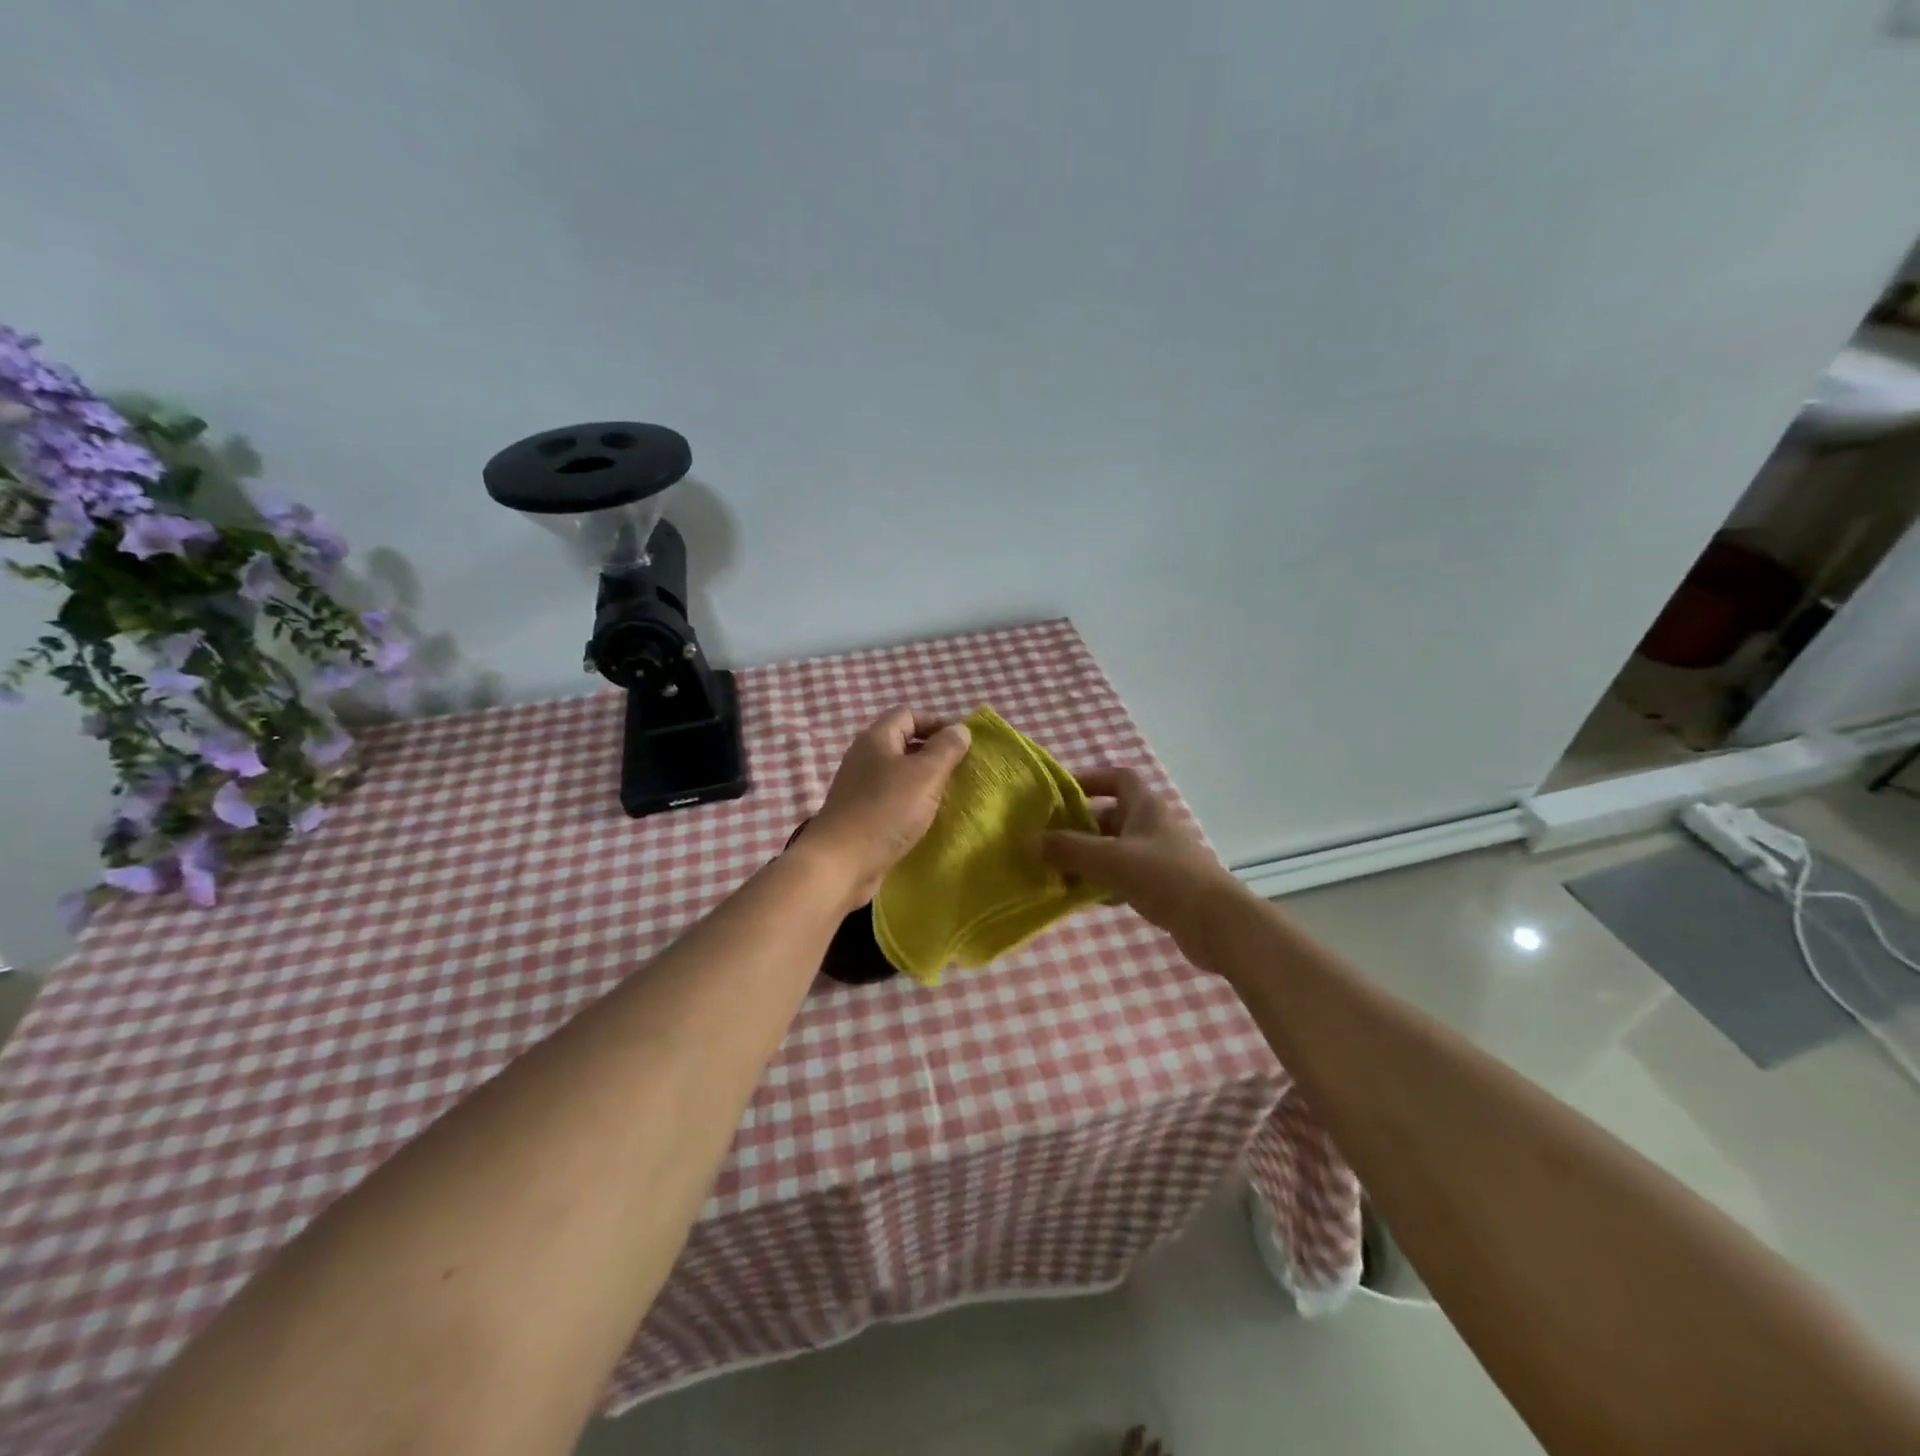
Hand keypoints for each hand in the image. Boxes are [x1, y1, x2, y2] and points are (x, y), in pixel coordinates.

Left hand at [805, 708, 972, 904]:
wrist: (841, 864)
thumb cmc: (886, 811)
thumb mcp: (925, 775)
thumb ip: (946, 749)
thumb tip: (960, 729)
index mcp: (876, 738)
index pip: (909, 714)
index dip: (938, 723)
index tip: (963, 744)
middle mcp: (864, 757)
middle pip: (904, 743)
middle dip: (934, 754)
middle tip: (961, 772)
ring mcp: (860, 787)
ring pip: (899, 774)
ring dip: (924, 782)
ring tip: (949, 796)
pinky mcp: (861, 814)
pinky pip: (892, 799)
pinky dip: (911, 804)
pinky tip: (927, 819)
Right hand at [1040, 767, 1241, 951]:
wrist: (1218, 924)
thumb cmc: (1165, 878)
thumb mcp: (1110, 859)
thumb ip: (1070, 849)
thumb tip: (1032, 841)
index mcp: (1146, 807)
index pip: (1119, 778)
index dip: (1091, 780)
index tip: (1062, 794)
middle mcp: (1153, 827)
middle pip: (1111, 816)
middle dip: (1080, 827)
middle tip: (1049, 840)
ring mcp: (1159, 858)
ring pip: (1115, 850)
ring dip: (1089, 858)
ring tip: (1058, 872)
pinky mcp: (1163, 887)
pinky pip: (1124, 878)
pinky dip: (1104, 884)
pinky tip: (1085, 899)